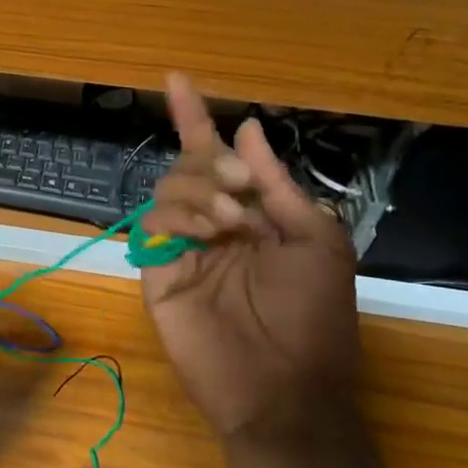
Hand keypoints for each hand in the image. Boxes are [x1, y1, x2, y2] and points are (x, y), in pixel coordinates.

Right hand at [142, 75, 360, 451]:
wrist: (287, 388)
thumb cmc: (314, 316)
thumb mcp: (316, 239)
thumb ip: (278, 184)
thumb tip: (247, 128)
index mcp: (249, 215)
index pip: (213, 156)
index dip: (196, 118)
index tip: (177, 79)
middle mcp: (209, 226)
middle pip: (186, 166)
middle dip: (209, 159)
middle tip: (241, 186)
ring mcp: (181, 250)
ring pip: (166, 190)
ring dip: (200, 190)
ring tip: (232, 221)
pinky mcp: (157, 274)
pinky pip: (151, 227)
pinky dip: (178, 217)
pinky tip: (209, 234)